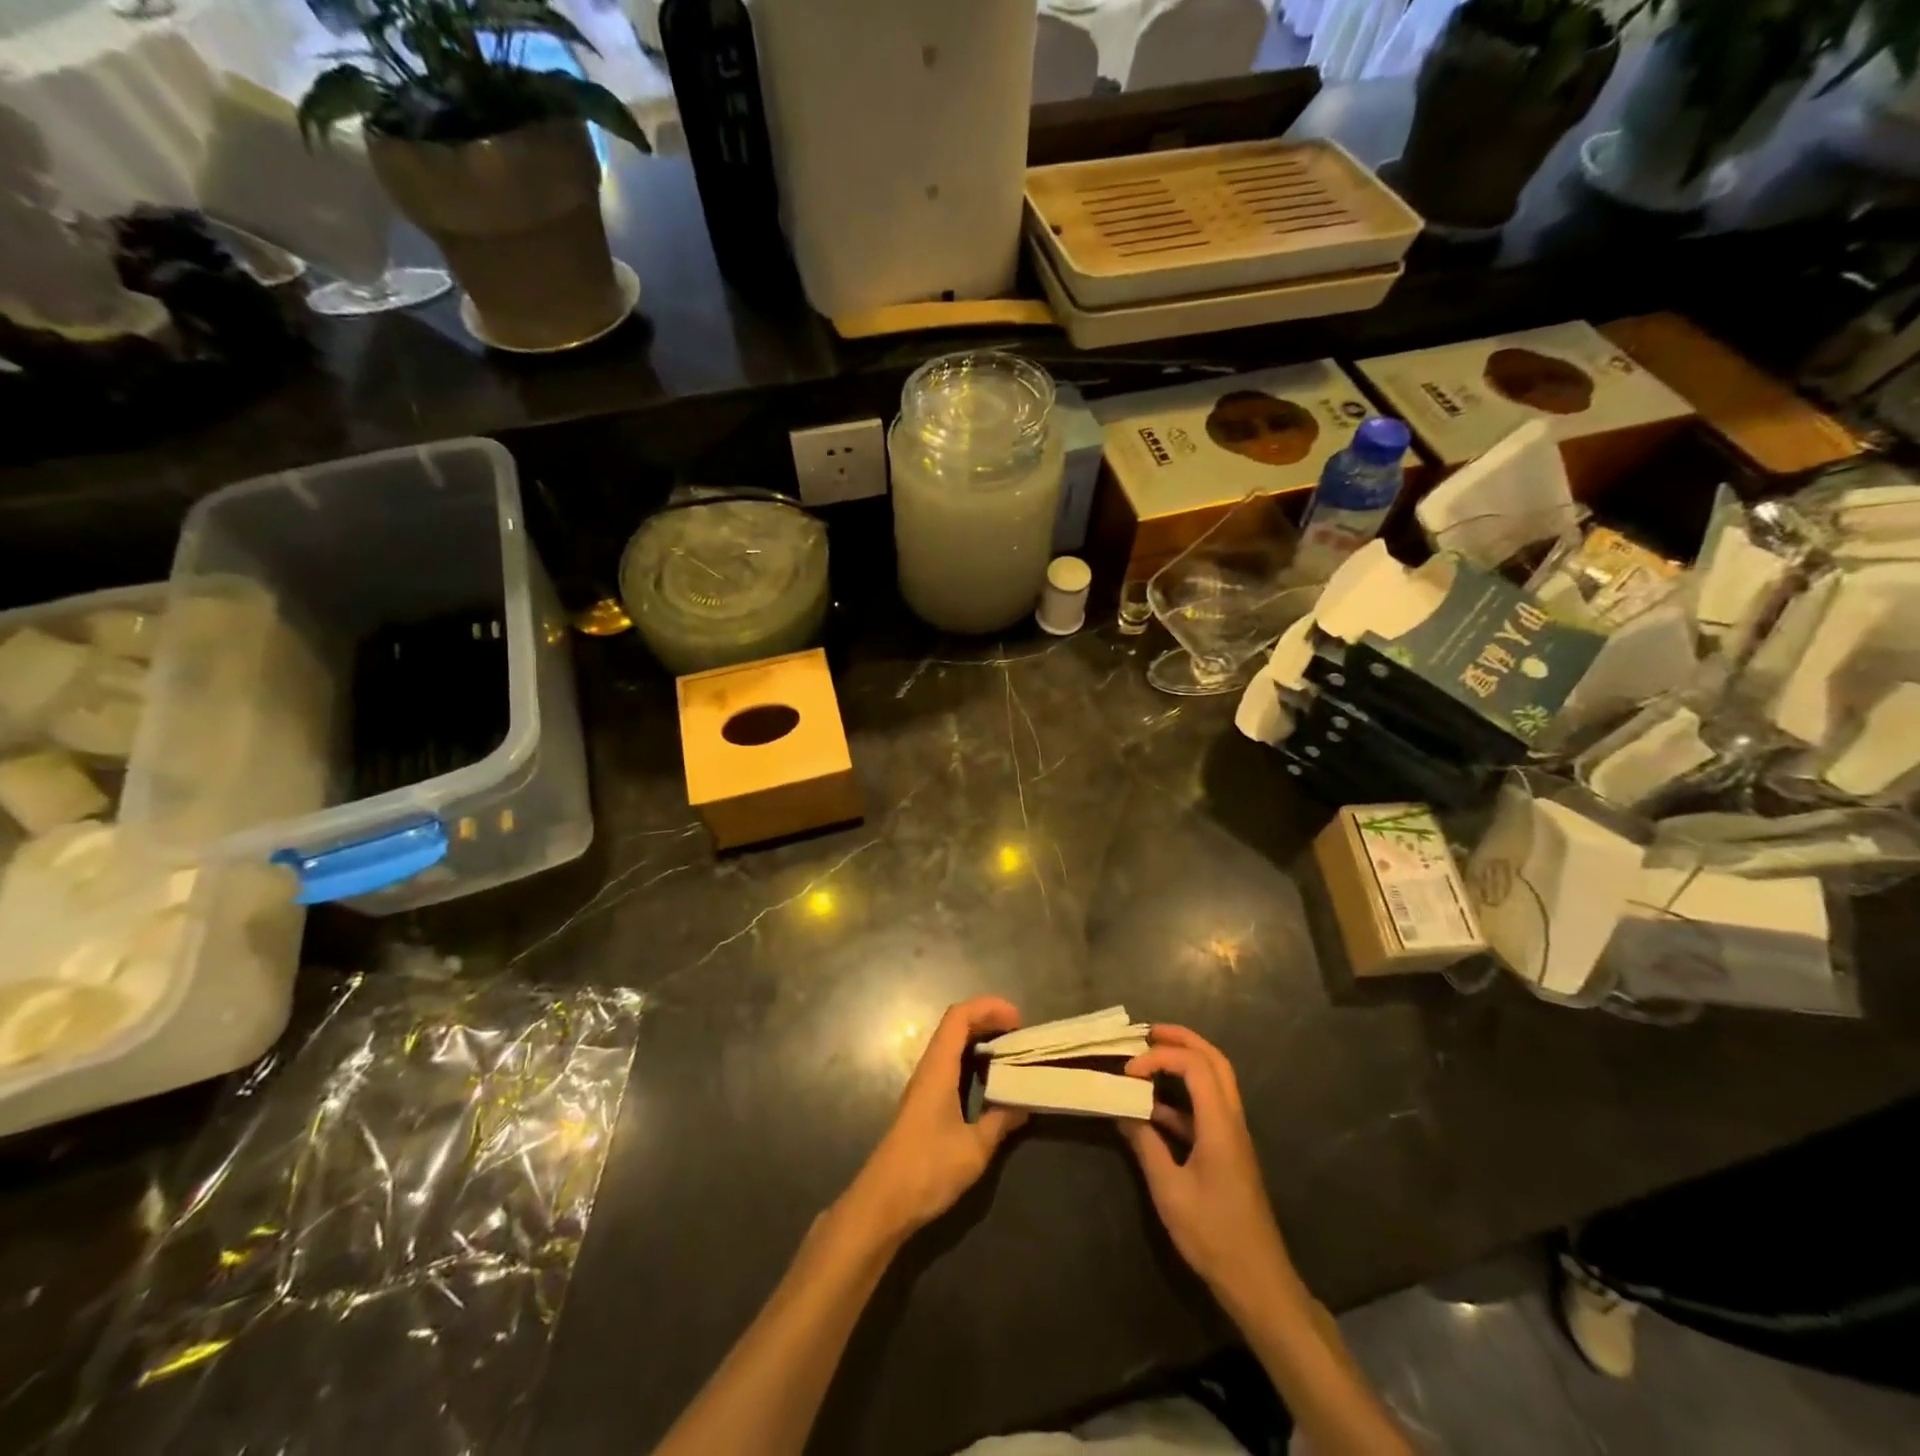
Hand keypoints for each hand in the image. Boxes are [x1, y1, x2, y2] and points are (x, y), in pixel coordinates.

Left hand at [842, 998, 1028, 1242]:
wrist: (883, 1202)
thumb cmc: (928, 1169)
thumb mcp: (974, 1149)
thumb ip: (1001, 1122)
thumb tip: (1025, 1104)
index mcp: (938, 1068)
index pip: (959, 1017)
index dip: (988, 1008)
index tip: (1017, 1019)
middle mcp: (928, 1068)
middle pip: (955, 1025)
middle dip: (987, 1019)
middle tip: (1018, 1033)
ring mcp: (923, 1085)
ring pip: (951, 1044)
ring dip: (978, 1038)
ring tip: (1009, 1051)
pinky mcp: (923, 1102)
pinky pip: (949, 1064)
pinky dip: (970, 1058)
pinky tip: (988, 1079)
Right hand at [1121, 1026, 1293, 1299]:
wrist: (1258, 1281)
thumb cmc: (1213, 1235)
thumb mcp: (1169, 1191)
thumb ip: (1146, 1145)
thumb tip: (1124, 1112)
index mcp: (1220, 1125)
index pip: (1195, 1066)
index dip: (1160, 1057)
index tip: (1129, 1072)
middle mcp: (1231, 1120)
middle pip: (1214, 1060)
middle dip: (1182, 1040)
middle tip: (1147, 1033)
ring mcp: (1233, 1135)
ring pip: (1215, 1080)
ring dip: (1185, 1062)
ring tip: (1148, 1059)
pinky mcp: (1229, 1151)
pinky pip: (1207, 1106)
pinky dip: (1182, 1096)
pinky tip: (1153, 1109)